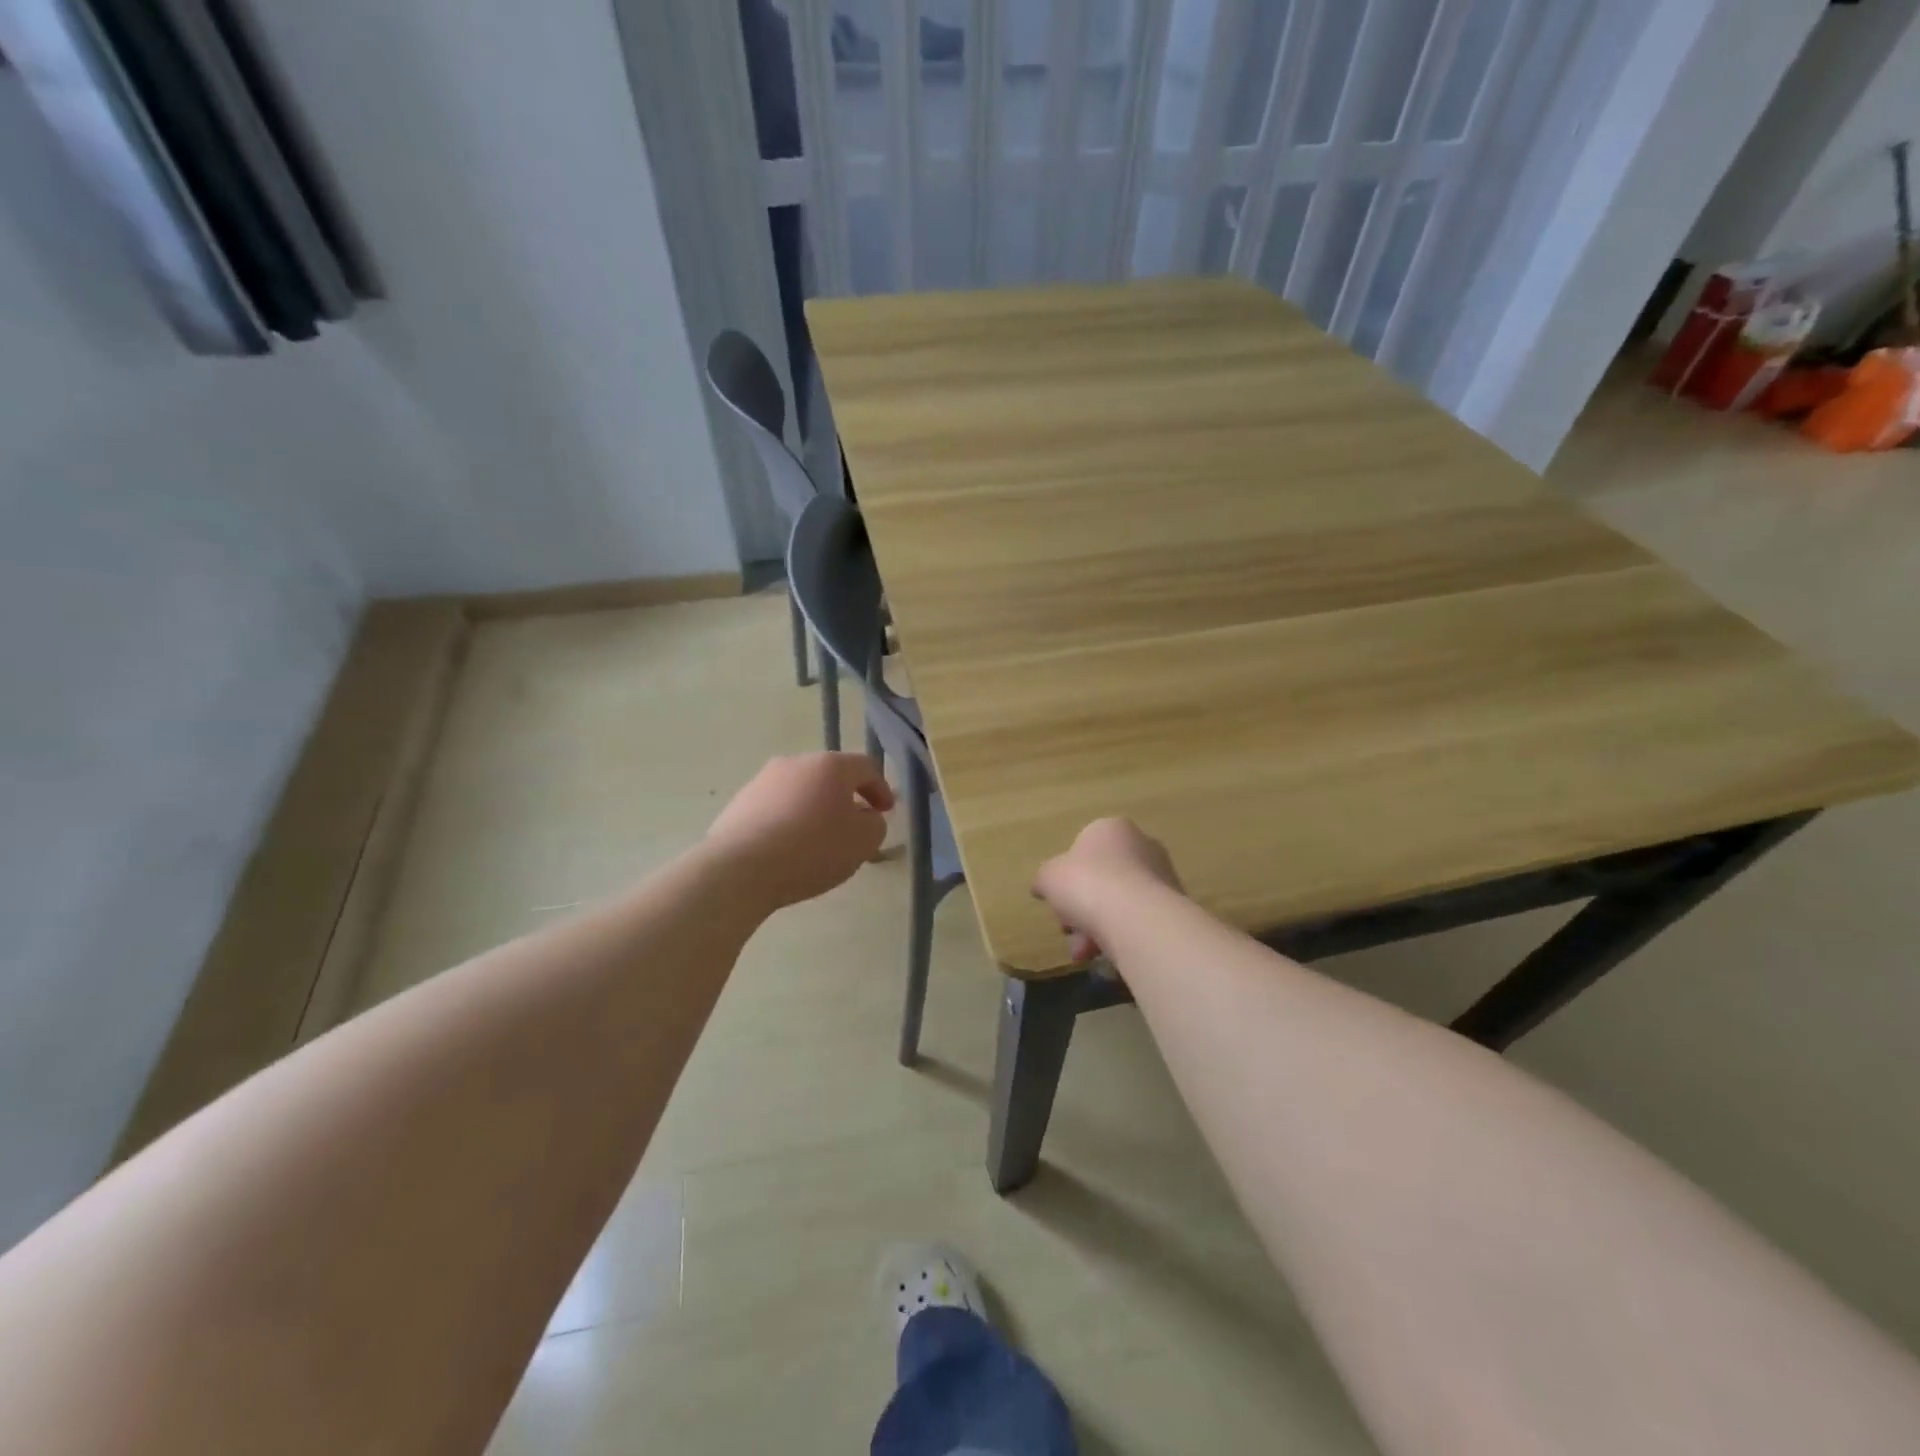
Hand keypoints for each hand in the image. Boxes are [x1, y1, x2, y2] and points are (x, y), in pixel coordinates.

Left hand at [705, 753, 894, 910]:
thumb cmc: (812, 849)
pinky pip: (775, 808)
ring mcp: (763, 781)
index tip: (885, 813)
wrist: (740, 868)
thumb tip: (864, 817)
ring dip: (815, 810)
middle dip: (846, 799)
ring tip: (818, 842)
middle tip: (854, 827)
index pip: (866, 767)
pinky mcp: (739, 803)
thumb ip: (875, 825)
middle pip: (830, 776)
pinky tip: (788, 849)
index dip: (881, 789)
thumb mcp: (863, 842)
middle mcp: (795, 763)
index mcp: (830, 765)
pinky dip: (789, 822)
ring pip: (800, 791)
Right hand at [1033, 818, 1183, 962]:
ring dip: (1097, 928)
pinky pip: (1139, 921)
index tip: (1058, 903)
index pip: (1083, 851)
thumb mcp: (1048, 877)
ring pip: (1120, 903)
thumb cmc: (1086, 883)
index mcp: (1111, 828)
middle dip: (1081, 909)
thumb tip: (1042, 886)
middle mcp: (1142, 844)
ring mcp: (1162, 875)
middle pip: (1102, 879)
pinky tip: (1109, 955)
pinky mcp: (1176, 905)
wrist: (1136, 917)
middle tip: (1070, 932)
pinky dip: (1122, 936)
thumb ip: (1045, 879)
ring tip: (1086, 953)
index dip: (1066, 879)